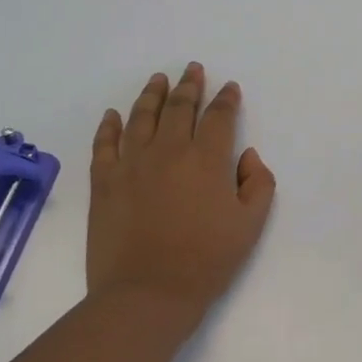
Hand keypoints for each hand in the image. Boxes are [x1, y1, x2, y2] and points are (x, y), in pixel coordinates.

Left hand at [88, 63, 275, 312]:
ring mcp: (131, 163)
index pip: (219, 118)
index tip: (229, 88)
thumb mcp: (250, 225)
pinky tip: (114, 115)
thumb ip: (258, 184)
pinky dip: (110, 125)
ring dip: (152, 94)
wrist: (148, 292)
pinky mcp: (103, 181)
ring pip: (141, 117)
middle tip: (192, 69)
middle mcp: (168, 150)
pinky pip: (105, 143)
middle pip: (179, 108)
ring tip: (158, 79)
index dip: (226, 100)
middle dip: (189, 86)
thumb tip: (247, 156)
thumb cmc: (207, 261)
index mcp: (207, 159)